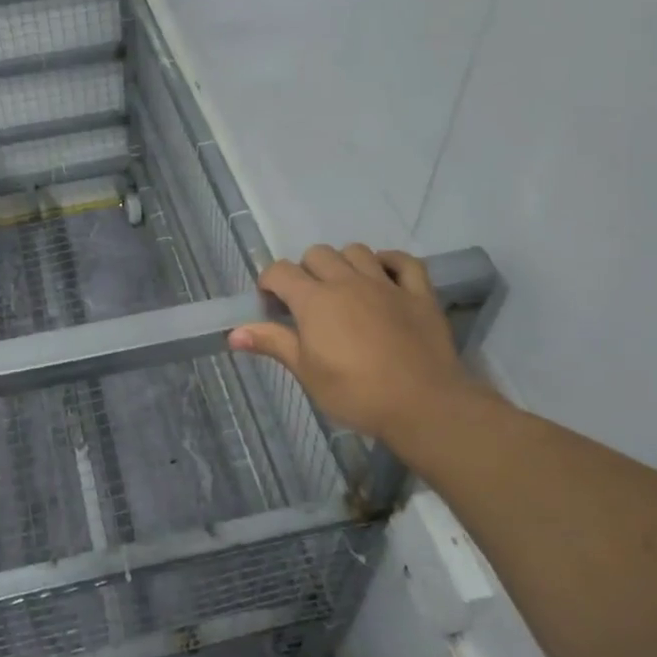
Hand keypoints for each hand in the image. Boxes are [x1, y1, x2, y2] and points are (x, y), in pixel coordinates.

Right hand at [228, 245, 499, 452]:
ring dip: (344, 263)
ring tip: (343, 288)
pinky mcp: (419, 293)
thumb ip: (273, 344)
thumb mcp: (307, 372)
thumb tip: (233, 333)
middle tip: (307, 302)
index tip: (270, 304)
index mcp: (315, 300)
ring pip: (357, 251)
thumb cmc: (355, 393)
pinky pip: (404, 262)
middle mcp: (347, 281)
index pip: (281, 272)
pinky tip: (383, 275)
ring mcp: (386, 284)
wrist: (423, 405)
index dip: (269, 283)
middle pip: (318, 254)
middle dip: (306, 271)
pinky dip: (390, 262)